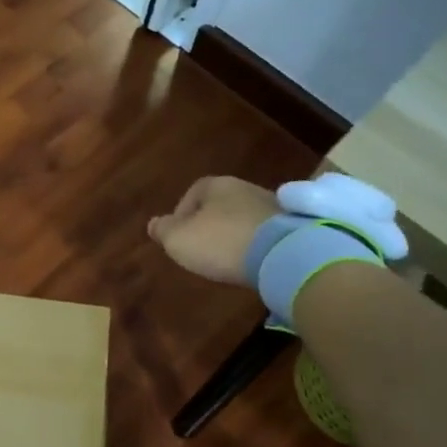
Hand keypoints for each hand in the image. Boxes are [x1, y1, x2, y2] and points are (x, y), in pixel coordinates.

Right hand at [148, 176, 276, 284]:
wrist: (282, 253)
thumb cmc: (220, 242)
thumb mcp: (178, 240)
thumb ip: (163, 230)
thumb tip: (153, 223)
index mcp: (215, 185)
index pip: (192, 194)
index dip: (181, 216)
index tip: (179, 238)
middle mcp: (244, 187)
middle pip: (219, 205)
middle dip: (209, 225)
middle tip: (202, 249)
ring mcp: (272, 204)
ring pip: (242, 218)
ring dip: (233, 235)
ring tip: (227, 258)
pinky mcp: (292, 225)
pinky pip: (263, 232)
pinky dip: (254, 244)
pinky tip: (250, 261)